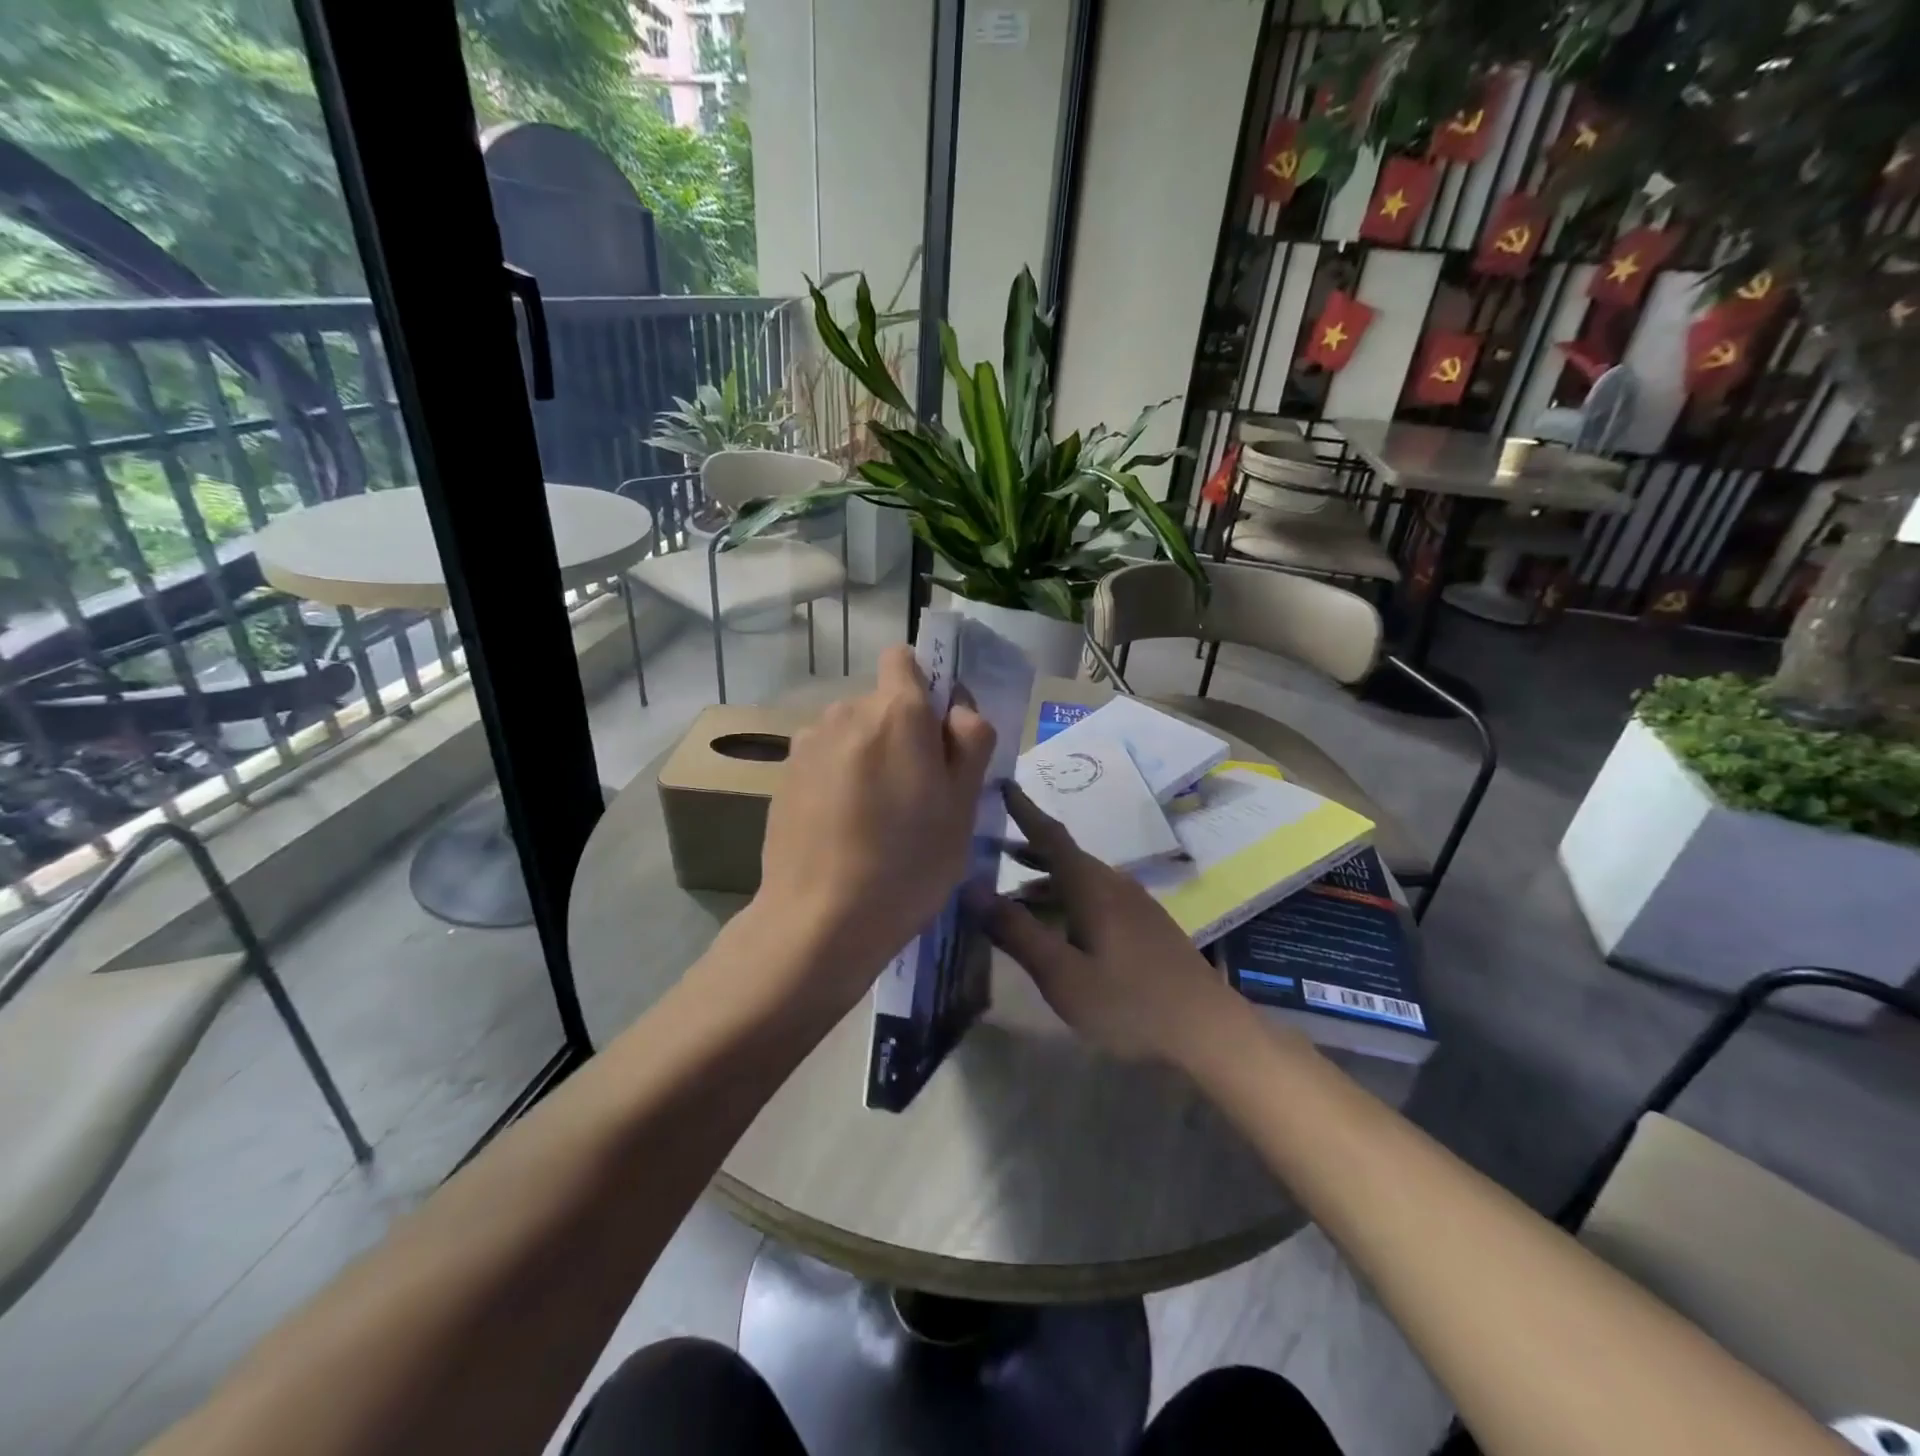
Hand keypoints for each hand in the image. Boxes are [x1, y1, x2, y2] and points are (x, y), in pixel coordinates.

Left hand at [748, 645, 996, 1016]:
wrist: (820, 919)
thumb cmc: (908, 864)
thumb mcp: (963, 806)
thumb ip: (970, 742)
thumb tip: (957, 710)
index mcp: (897, 712)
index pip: (904, 658)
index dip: (924, 687)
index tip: (936, 733)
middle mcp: (846, 712)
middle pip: (881, 703)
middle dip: (900, 732)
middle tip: (915, 793)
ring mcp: (808, 743)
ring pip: (851, 732)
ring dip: (866, 755)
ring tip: (874, 816)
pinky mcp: (784, 775)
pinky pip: (824, 759)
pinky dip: (837, 778)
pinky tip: (841, 828)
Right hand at [979, 785, 1244, 1066]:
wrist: (1207, 1031)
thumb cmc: (1129, 1002)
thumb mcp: (1061, 974)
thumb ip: (1015, 931)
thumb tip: (969, 888)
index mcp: (1091, 886)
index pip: (1050, 836)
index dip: (1024, 810)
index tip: (1002, 785)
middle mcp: (1113, 885)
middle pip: (1064, 857)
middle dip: (1027, 851)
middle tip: (989, 850)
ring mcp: (1133, 905)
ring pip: (1079, 881)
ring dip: (1044, 882)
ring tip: (1012, 895)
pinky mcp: (1144, 926)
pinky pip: (1094, 898)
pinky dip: (1064, 901)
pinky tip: (1056, 928)